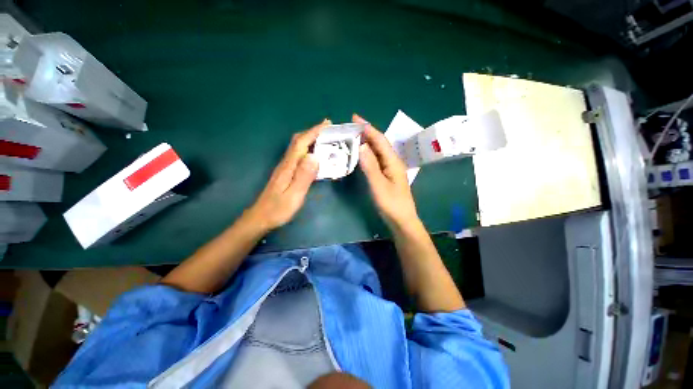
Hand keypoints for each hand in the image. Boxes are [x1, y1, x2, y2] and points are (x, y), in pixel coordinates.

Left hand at [245, 119, 330, 231]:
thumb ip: (304, 176)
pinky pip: (298, 156)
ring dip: (311, 139)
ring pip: (298, 147)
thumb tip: (314, 156)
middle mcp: (286, 163)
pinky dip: (308, 150)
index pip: (301, 143)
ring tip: (325, 139)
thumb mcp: (294, 194)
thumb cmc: (278, 209)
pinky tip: (315, 155)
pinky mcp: (286, 173)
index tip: (327, 124)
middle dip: (313, 132)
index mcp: (289, 166)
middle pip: (298, 141)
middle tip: (328, 129)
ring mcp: (285, 168)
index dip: (314, 132)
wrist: (260, 218)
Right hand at [353, 113, 419, 228]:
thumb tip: (362, 145)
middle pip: (380, 143)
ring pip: (378, 151)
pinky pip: (377, 159)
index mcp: (393, 161)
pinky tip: (361, 153)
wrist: (401, 220)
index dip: (368, 128)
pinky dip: (368, 153)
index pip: (380, 140)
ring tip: (353, 136)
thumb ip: (370, 165)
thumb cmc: (391, 203)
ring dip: (367, 142)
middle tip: (350, 126)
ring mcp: (390, 168)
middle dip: (367, 132)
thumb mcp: (379, 185)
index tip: (355, 118)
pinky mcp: (387, 175)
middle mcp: (393, 161)